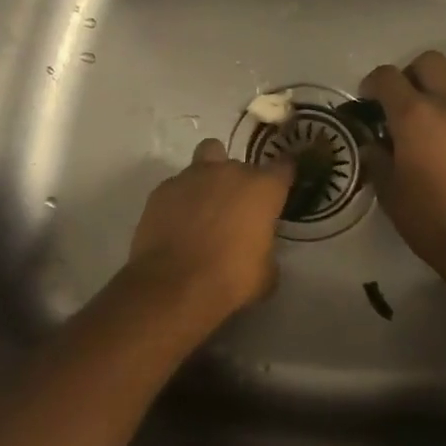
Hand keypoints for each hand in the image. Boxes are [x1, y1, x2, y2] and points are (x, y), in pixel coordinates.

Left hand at [128, 139, 293, 316]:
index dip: (283, 176)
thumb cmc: (231, 279)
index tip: (280, 189)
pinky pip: (178, 186)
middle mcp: (229, 172)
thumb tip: (259, 247)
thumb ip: (266, 248)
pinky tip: (178, 223)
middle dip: (241, 183)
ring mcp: (192, 176)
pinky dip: (181, 199)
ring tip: (205, 207)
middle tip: (237, 210)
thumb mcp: (267, 272)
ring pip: (206, 159)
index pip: (284, 167)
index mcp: (262, 188)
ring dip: (209, 179)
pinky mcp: (162, 190)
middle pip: (241, 164)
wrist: (174, 286)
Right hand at [361, 51, 445, 274]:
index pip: (388, 77)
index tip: (367, 101)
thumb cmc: (430, 219)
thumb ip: (378, 160)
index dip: (373, 83)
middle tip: (402, 105)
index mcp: (415, 116)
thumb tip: (375, 145)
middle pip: (431, 62)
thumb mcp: (390, 193)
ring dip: (443, 95)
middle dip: (412, 75)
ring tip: (433, 127)